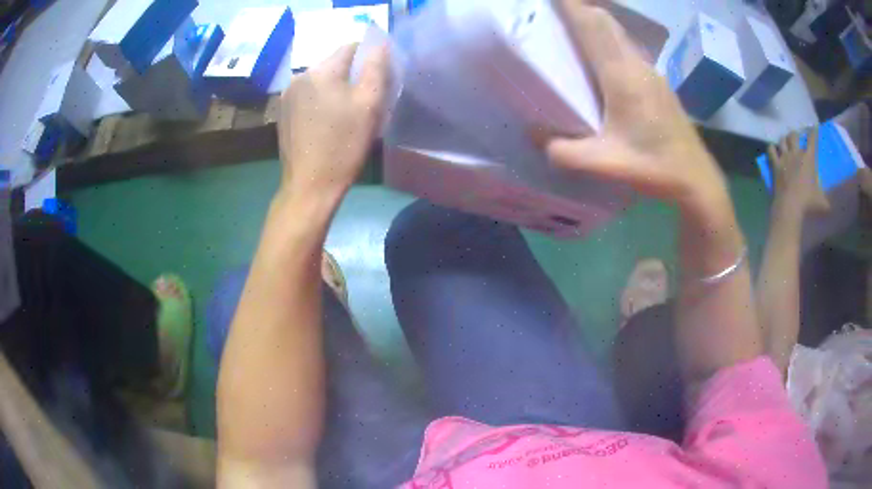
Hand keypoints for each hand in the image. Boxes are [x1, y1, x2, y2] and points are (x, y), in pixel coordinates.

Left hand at [278, 43, 389, 202]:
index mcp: (321, 72)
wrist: (309, 186)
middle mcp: (299, 77)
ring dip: (336, 87)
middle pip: (334, 63)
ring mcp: (287, 95)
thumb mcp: (369, 106)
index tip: (379, 77)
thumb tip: (380, 45)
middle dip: (352, 74)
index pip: (350, 47)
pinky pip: (308, 95)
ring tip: (347, 112)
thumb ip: (376, 69)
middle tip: (365, 99)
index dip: (369, 57)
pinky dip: (321, 99)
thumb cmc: (344, 145)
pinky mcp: (283, 112)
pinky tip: (328, 121)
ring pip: (320, 79)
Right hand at [545, 1, 728, 214]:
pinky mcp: (659, 83)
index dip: (571, 5)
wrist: (697, 179)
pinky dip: (610, 42)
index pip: (592, 26)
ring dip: (596, 25)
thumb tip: (533, 134)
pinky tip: (603, 63)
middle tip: (557, 16)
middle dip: (580, 10)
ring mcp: (652, 73)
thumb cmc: (655, 167)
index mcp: (622, 75)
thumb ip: (564, 151)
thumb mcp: (604, 164)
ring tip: (574, 32)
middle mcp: (637, 65)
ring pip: (619, 34)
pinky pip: (629, 50)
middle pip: (606, 22)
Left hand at [768, 128, 828, 218]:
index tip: (815, 126)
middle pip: (794, 135)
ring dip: (785, 139)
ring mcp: (784, 158)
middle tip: (798, 136)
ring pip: (782, 140)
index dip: (814, 132)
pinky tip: (773, 149)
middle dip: (796, 134)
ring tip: (786, 141)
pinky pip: (771, 150)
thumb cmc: (808, 204)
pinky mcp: (775, 165)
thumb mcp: (823, 202)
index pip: (812, 140)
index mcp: (809, 159)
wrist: (789, 207)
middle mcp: (796, 153)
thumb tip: (835, 206)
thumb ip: (829, 200)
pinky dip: (772, 148)